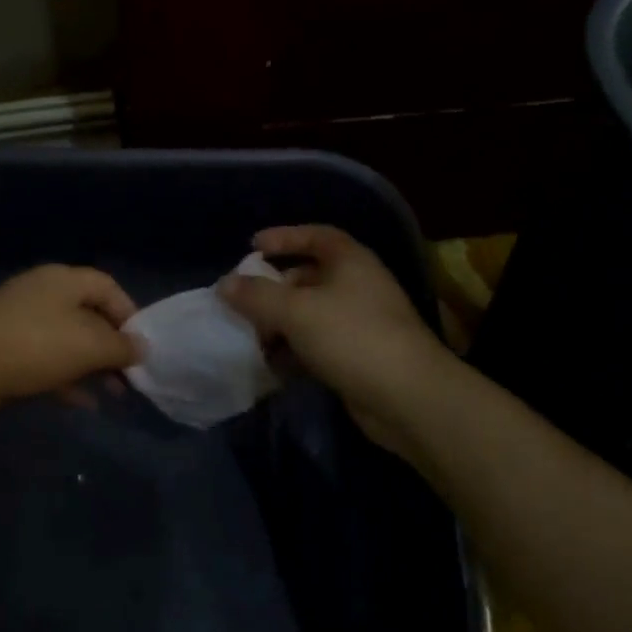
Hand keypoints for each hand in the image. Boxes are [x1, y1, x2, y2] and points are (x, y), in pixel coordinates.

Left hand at [0, 264, 141, 416]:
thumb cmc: (34, 346)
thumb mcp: (89, 346)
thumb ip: (121, 347)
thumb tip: (141, 347)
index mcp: (64, 280)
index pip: (108, 287)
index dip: (130, 314)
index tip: (142, 346)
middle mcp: (43, 294)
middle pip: (89, 315)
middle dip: (112, 347)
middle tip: (130, 376)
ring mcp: (21, 322)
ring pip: (68, 341)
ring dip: (93, 366)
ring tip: (114, 394)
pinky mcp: (6, 350)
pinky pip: (46, 361)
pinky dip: (67, 378)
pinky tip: (83, 403)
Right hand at [218, 225, 454, 454]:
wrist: (407, 396)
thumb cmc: (351, 337)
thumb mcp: (296, 311)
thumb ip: (257, 295)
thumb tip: (225, 283)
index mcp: (350, 261)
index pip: (316, 235)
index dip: (284, 237)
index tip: (252, 246)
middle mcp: (359, 285)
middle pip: (310, 276)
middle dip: (276, 287)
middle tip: (245, 299)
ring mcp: (362, 322)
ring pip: (312, 313)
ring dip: (282, 322)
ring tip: (252, 335)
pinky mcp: (360, 355)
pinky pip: (319, 343)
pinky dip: (296, 349)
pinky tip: (274, 364)